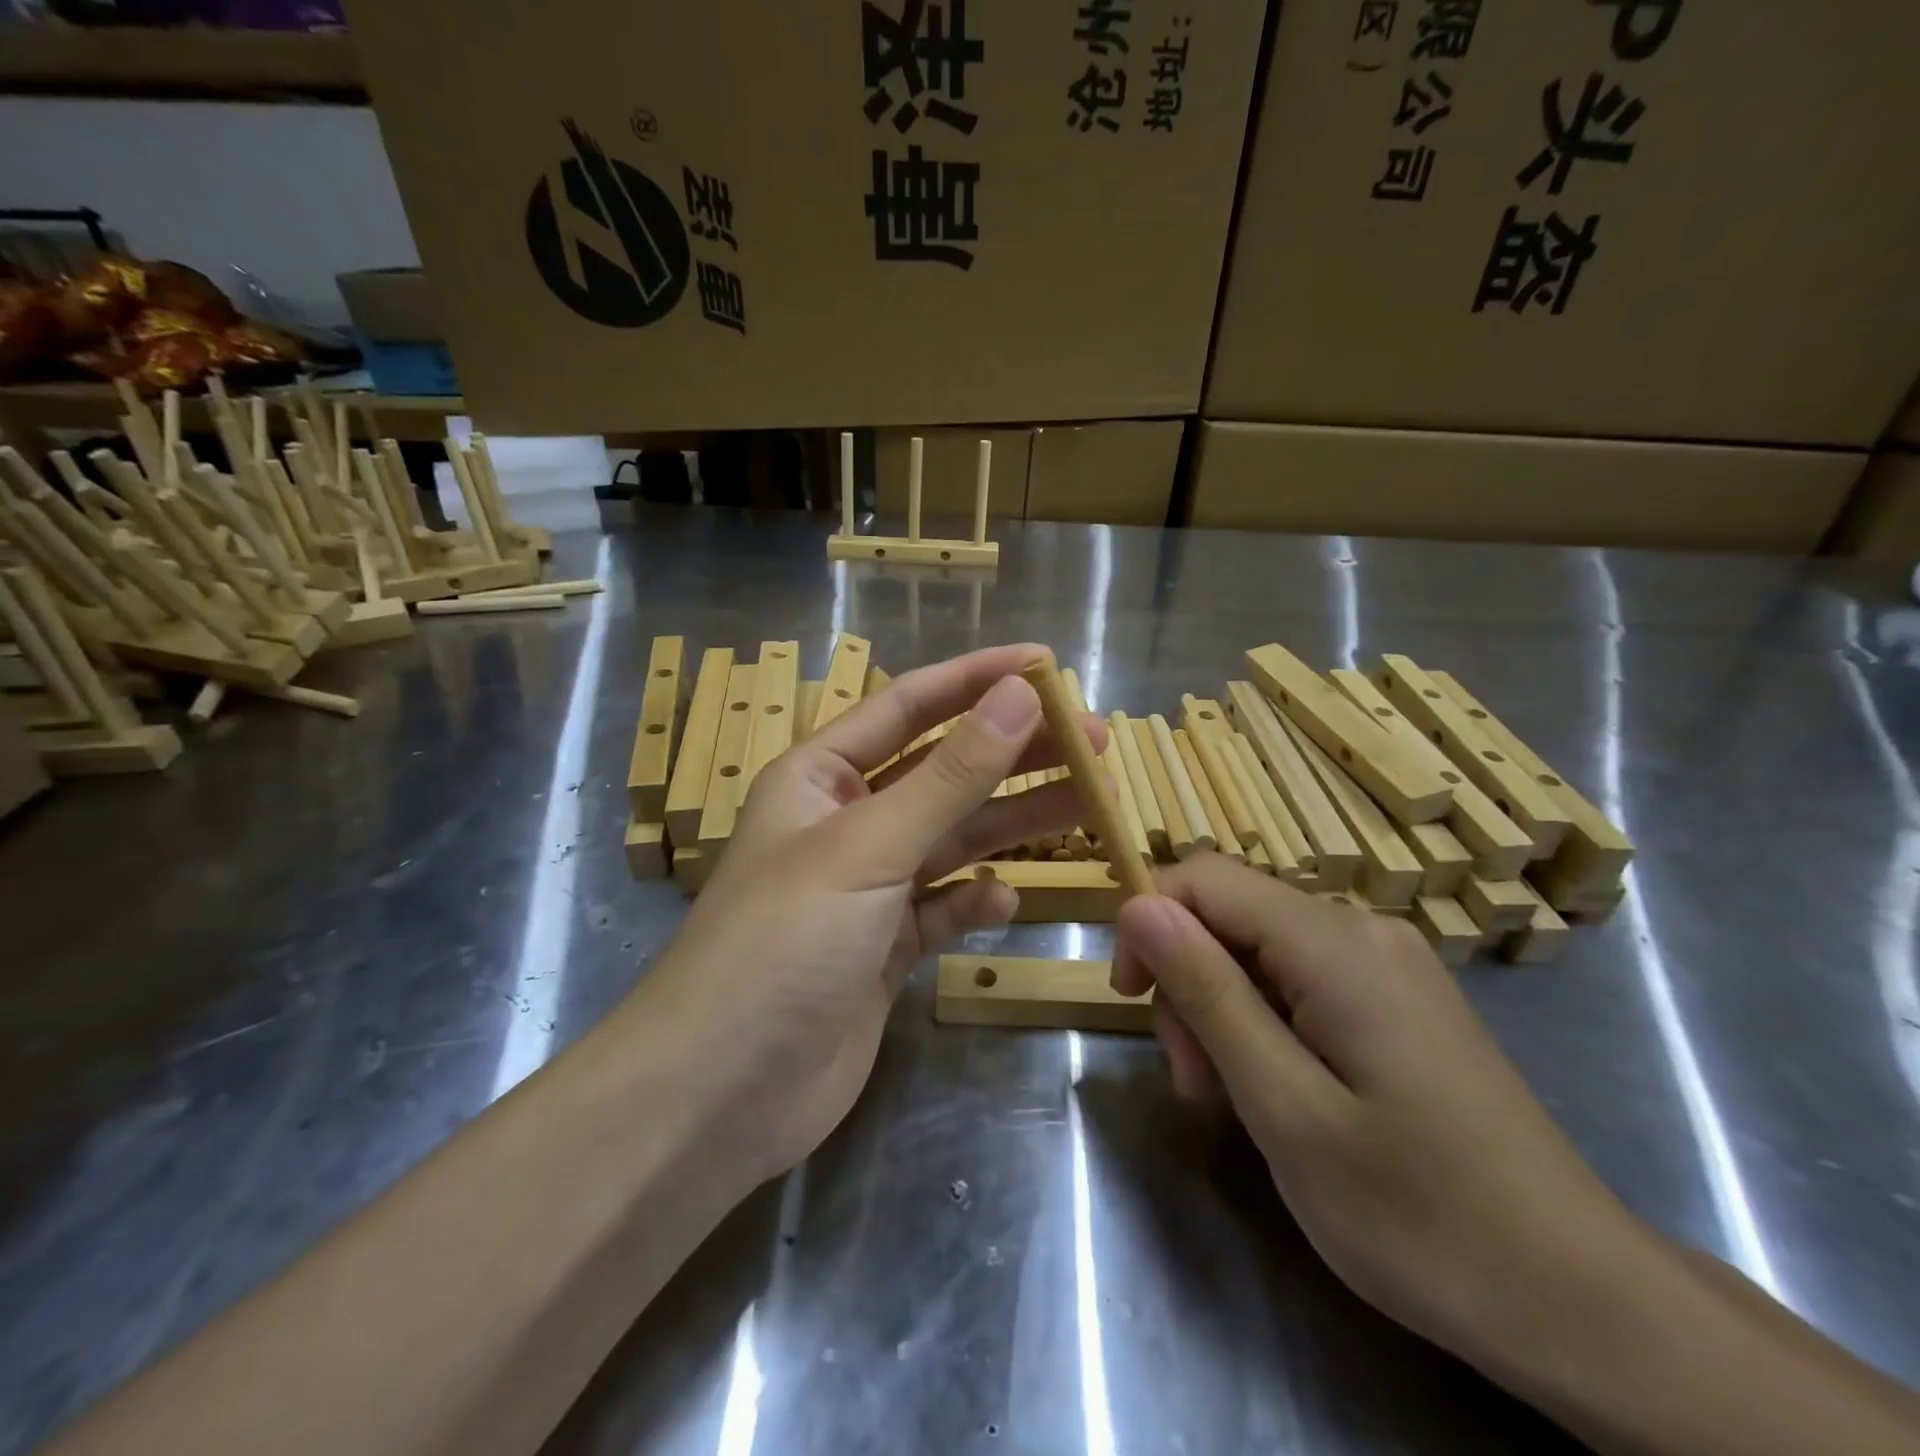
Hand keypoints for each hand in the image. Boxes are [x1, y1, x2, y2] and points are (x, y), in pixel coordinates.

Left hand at [640, 645, 1103, 1186]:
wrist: (720, 1093)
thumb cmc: (783, 943)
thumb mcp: (869, 847)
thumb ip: (950, 775)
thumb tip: (1019, 696)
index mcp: (821, 776)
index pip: (909, 706)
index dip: (977, 679)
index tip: (1047, 664)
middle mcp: (845, 821)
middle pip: (943, 771)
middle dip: (1014, 752)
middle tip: (1094, 742)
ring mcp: (867, 888)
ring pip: (953, 838)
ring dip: (1013, 820)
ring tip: (1091, 803)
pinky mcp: (884, 948)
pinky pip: (944, 907)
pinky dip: (976, 900)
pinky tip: (1009, 899)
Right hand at [1111, 855, 1669, 1391]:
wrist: (1583, 1303)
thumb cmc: (1420, 1216)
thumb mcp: (1285, 1107)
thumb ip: (1208, 993)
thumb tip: (1139, 907)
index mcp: (1336, 944)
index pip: (1204, 877)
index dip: (1150, 922)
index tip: (1130, 1000)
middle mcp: (1364, 930)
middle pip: (1232, 913)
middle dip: (1190, 979)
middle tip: (1192, 1080)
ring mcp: (1389, 964)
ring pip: (1261, 948)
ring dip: (1223, 1007)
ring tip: (1230, 1097)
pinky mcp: (1399, 1000)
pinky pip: (1302, 977)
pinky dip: (1265, 1020)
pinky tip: (1278, 1088)